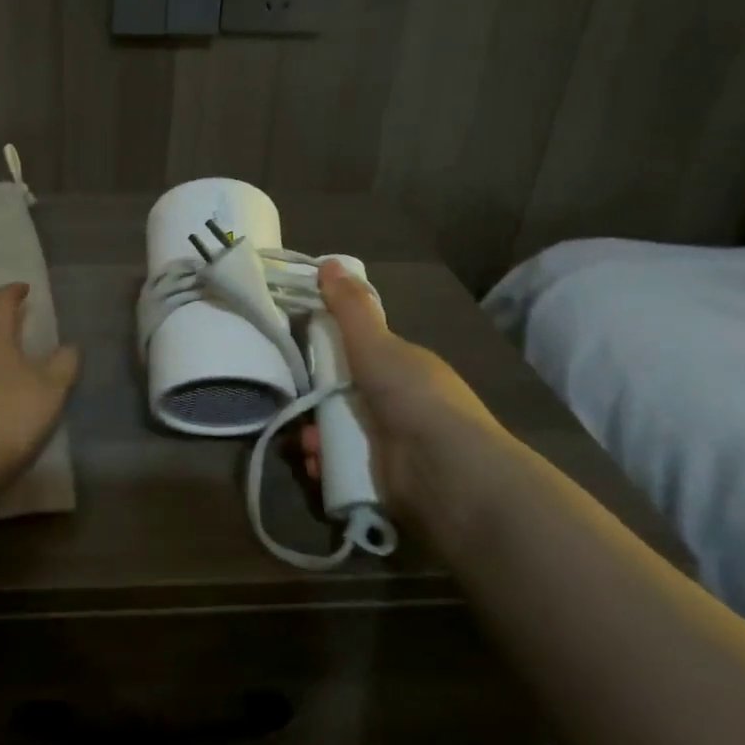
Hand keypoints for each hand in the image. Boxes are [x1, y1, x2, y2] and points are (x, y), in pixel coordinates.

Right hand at [299, 259, 507, 522]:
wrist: (446, 475)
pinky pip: (341, 469)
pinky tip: (317, 466)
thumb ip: (351, 308)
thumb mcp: (377, 344)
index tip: (300, 354)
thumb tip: (328, 262)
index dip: (329, 354)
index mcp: (404, 370)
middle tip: (298, 404)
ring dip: (315, 438)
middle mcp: (400, 406)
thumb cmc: (413, 398)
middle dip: (315, 402)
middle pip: (342, 397)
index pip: (360, 356)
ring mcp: (392, 446)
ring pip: (337, 434)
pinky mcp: (382, 482)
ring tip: (307, 444)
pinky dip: (325, 467)